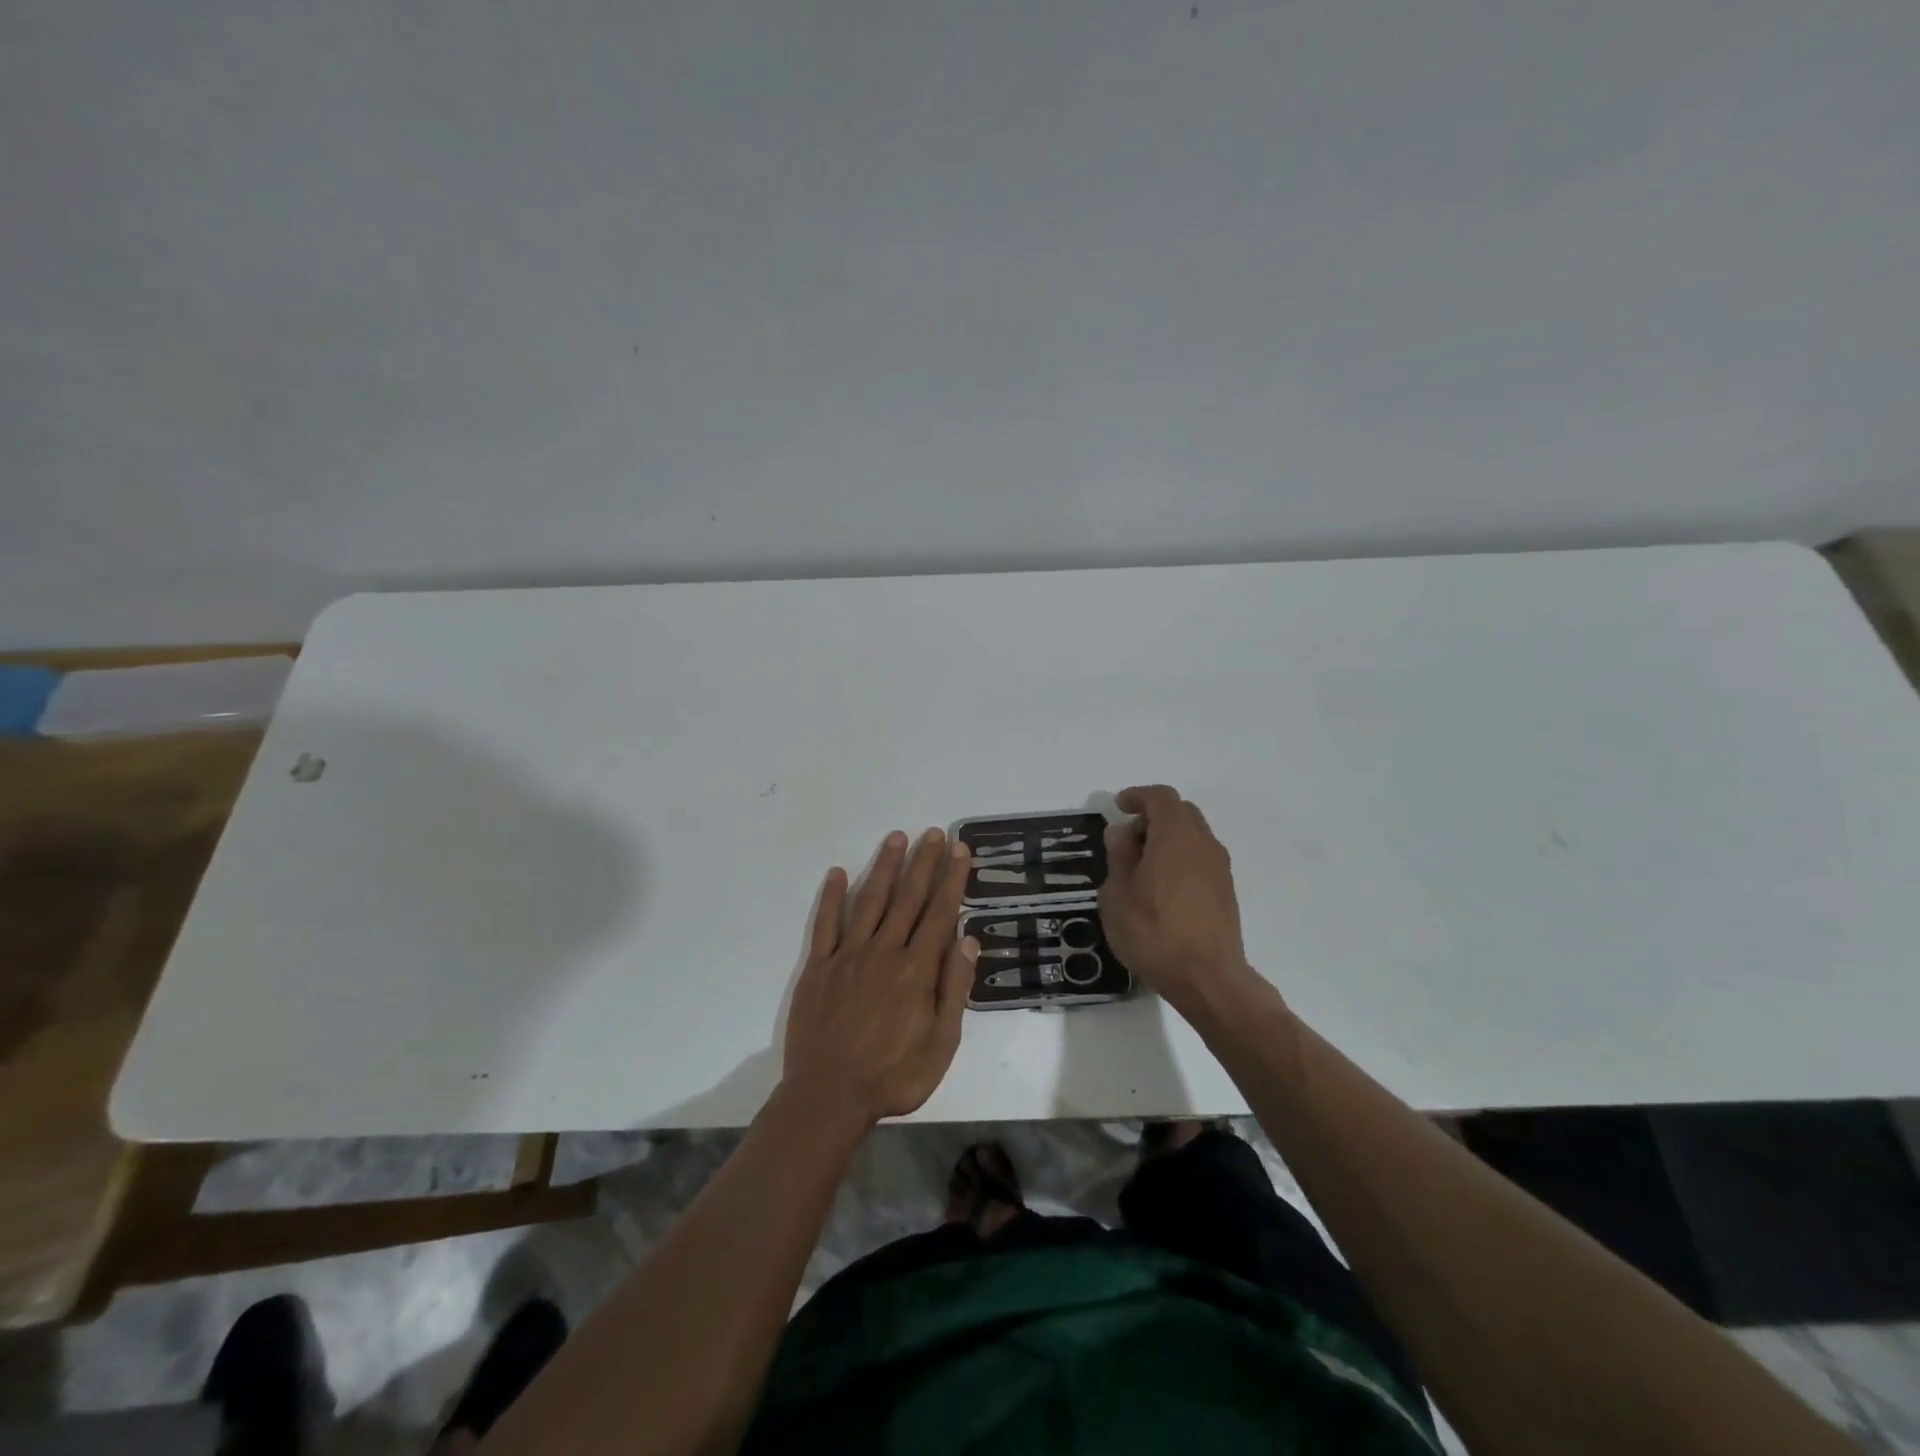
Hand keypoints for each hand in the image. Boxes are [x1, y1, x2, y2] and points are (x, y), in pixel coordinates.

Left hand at [781, 828, 978, 1128]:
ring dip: (884, 868)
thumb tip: (968, 939)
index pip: (939, 913)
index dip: (951, 879)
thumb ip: (955, 988)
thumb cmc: (893, 1076)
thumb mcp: (941, 1043)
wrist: (829, 1096)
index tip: (959, 850)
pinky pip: (826, 924)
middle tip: (933, 833)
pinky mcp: (818, 967)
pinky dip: (832, 897)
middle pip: (908, 898)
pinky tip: (838, 873)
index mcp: (916, 970)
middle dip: (923, 863)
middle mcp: (884, 951)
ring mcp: (848, 956)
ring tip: (896, 838)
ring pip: (870, 901)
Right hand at [1099, 785, 1258, 1012]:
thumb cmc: (1153, 933)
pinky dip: (1180, 857)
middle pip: (1181, 812)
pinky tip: (1162, 888)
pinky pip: (1200, 857)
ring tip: (1142, 867)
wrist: (1207, 979)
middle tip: (1128, 839)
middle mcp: (1203, 843)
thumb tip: (1122, 831)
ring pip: (1193, 835)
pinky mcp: (1226, 890)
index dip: (1137, 796)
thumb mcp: (1117, 895)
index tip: (1118, 807)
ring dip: (1168, 838)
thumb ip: (1119, 855)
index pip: (1160, 797)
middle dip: (1153, 816)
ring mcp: (1219, 867)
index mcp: (1175, 836)